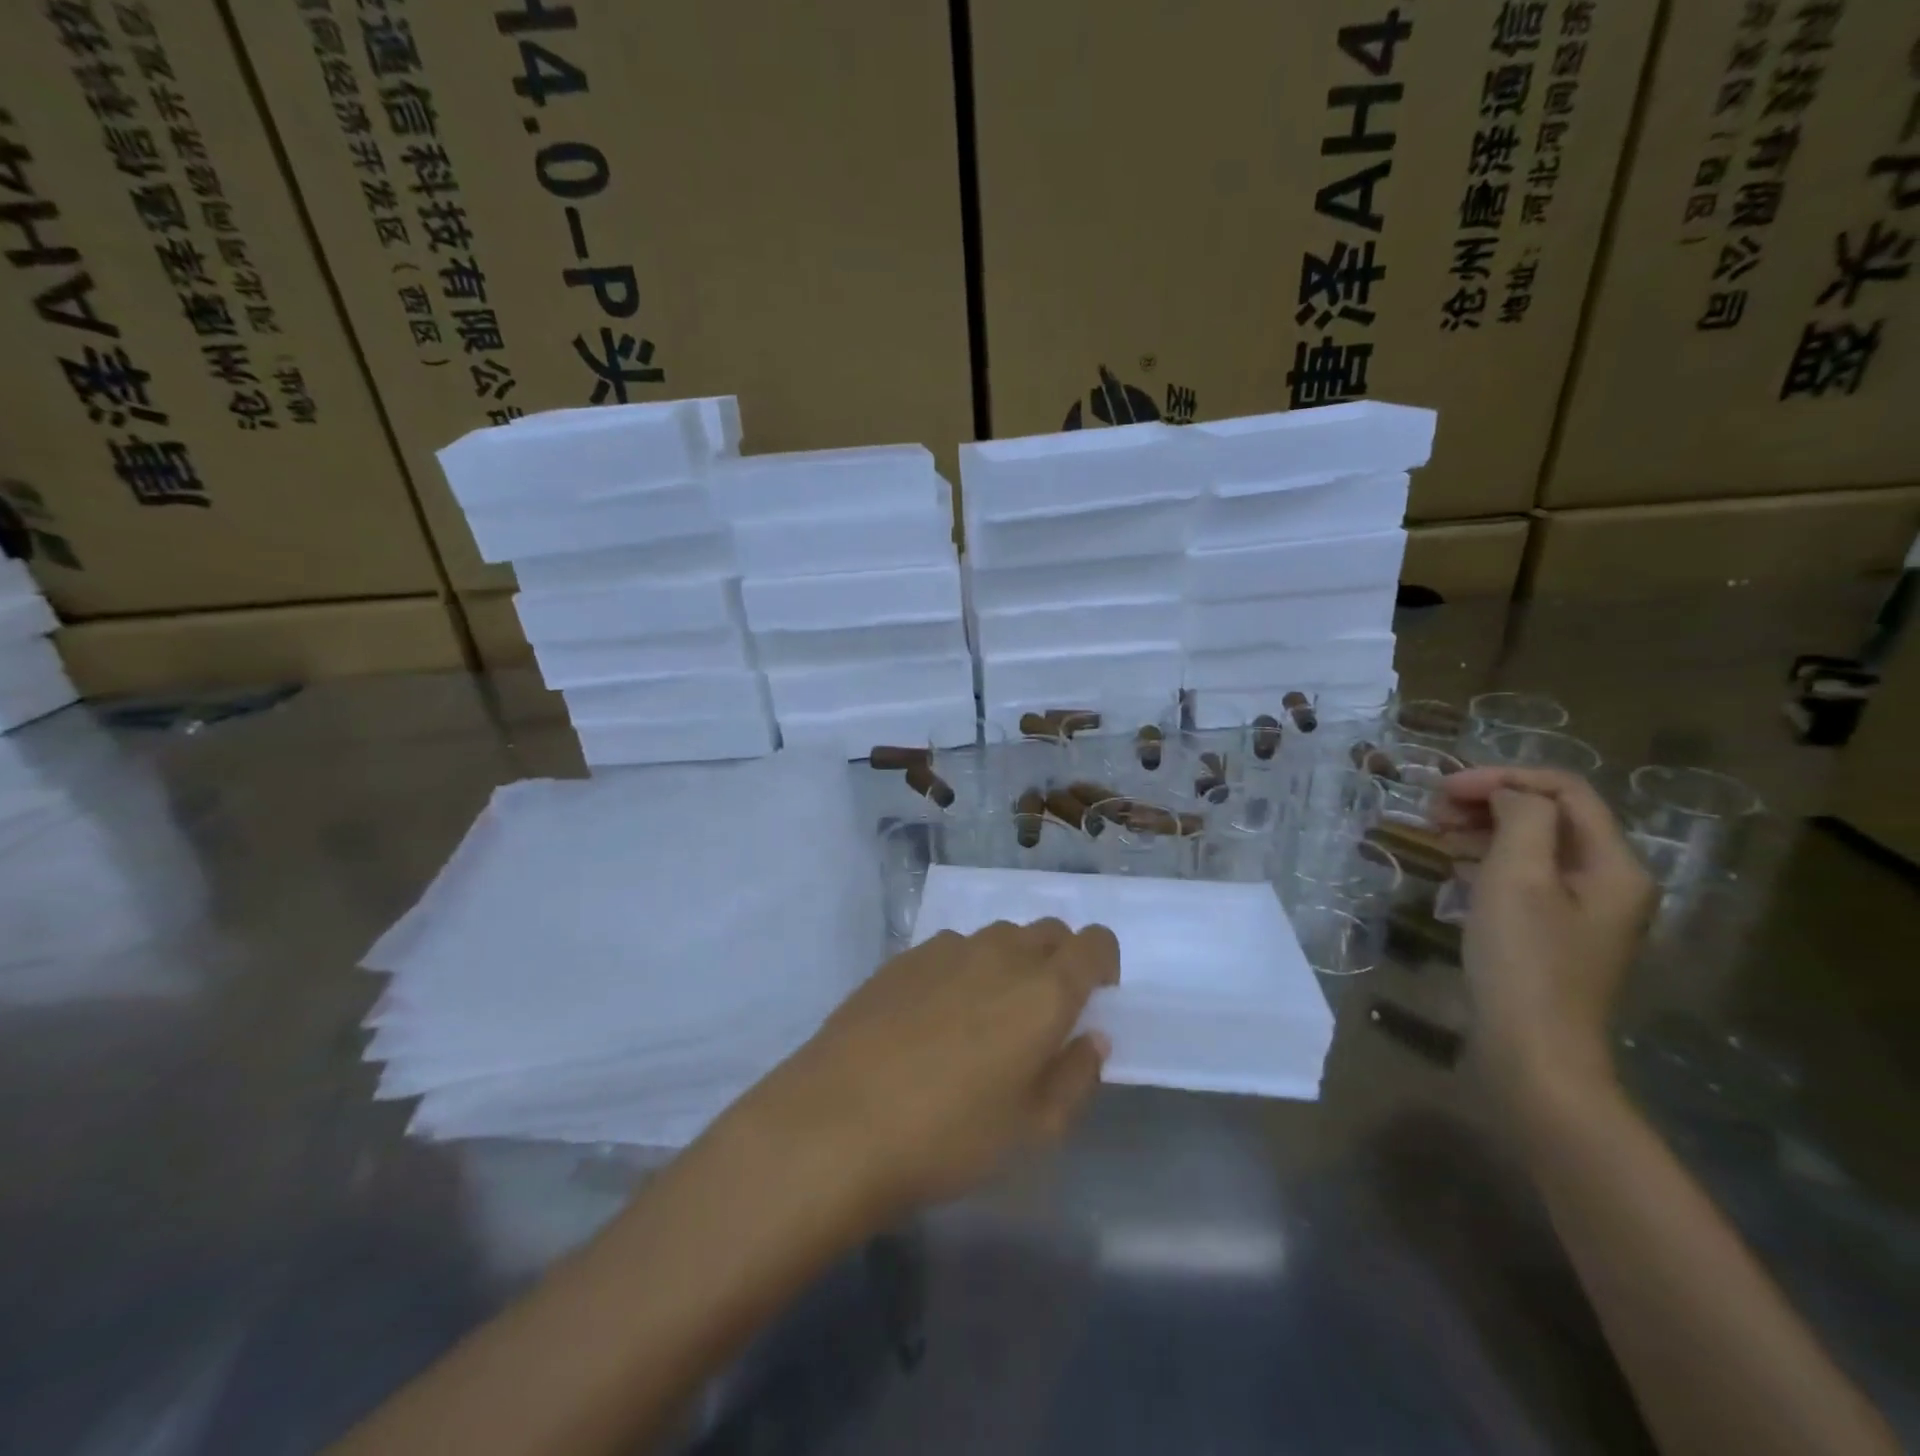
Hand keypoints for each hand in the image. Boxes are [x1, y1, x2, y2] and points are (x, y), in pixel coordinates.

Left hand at [734, 920, 1119, 1225]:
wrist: (837, 1121)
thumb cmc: (949, 1137)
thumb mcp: (1032, 1130)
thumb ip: (1075, 1077)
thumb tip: (1091, 1037)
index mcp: (1044, 990)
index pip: (1094, 943)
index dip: (1102, 963)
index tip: (1093, 998)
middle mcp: (1001, 953)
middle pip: (1048, 932)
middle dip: (1059, 960)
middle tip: (1042, 1015)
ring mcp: (947, 948)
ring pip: (998, 937)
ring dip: (1009, 963)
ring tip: (985, 1017)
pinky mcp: (903, 956)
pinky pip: (952, 948)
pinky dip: (963, 969)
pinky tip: (934, 1017)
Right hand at [1432, 768, 1655, 1111]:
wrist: (1533, 1052)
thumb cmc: (1524, 960)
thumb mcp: (1518, 878)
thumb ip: (1521, 819)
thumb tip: (1509, 795)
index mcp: (1614, 864)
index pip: (1564, 791)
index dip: (1502, 778)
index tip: (1444, 788)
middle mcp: (1608, 880)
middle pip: (1550, 815)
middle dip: (1490, 802)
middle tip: (1433, 811)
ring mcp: (1584, 909)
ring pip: (1534, 845)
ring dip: (1484, 830)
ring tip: (1436, 836)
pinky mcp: (1555, 932)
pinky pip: (1525, 877)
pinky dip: (1487, 862)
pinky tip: (1453, 870)